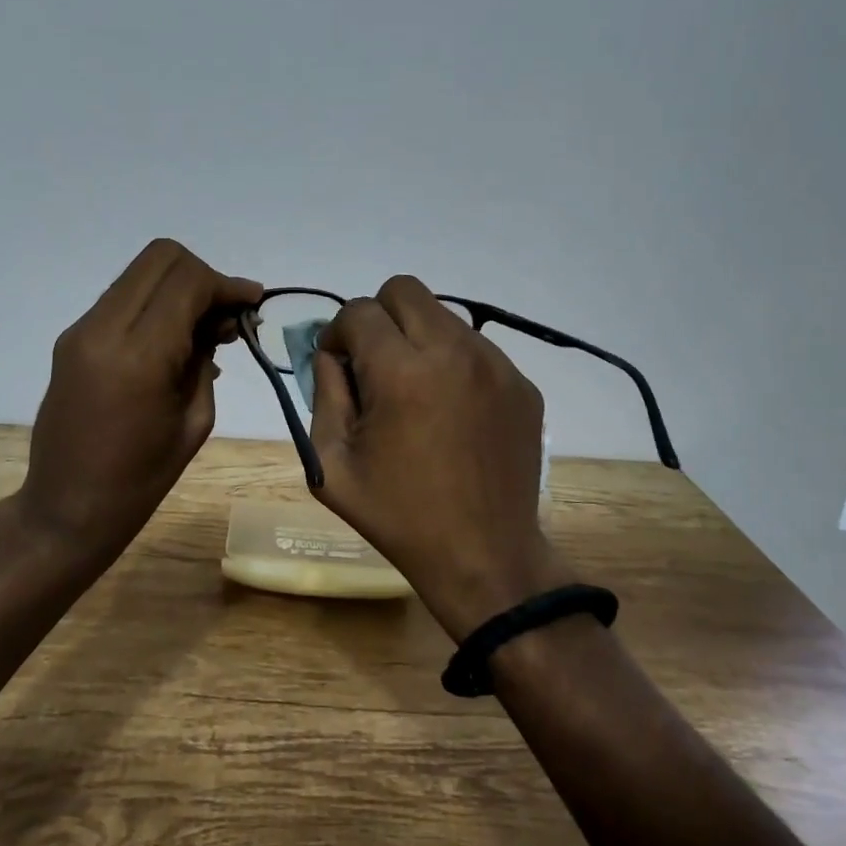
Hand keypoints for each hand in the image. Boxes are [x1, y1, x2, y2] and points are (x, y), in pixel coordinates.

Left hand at [17, 240, 260, 563]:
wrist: (67, 508)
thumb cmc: (142, 478)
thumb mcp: (195, 418)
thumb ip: (206, 356)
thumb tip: (220, 318)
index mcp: (139, 355)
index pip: (188, 281)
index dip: (226, 284)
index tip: (252, 303)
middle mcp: (103, 328)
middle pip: (161, 258)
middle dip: (202, 275)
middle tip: (224, 314)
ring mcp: (81, 330)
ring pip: (140, 273)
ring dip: (178, 287)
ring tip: (203, 330)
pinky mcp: (72, 339)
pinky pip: (122, 299)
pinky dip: (155, 305)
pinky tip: (173, 342)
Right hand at [309, 276, 573, 638]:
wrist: (484, 555)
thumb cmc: (397, 515)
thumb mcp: (330, 462)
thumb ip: (322, 392)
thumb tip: (331, 352)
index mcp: (401, 372)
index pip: (358, 311)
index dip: (337, 334)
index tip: (339, 367)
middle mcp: (453, 352)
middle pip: (403, 290)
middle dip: (378, 318)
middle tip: (375, 366)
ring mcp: (496, 365)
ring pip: (443, 315)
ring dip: (417, 338)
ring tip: (416, 392)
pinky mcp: (522, 384)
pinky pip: (476, 348)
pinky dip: (453, 363)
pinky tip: (451, 411)